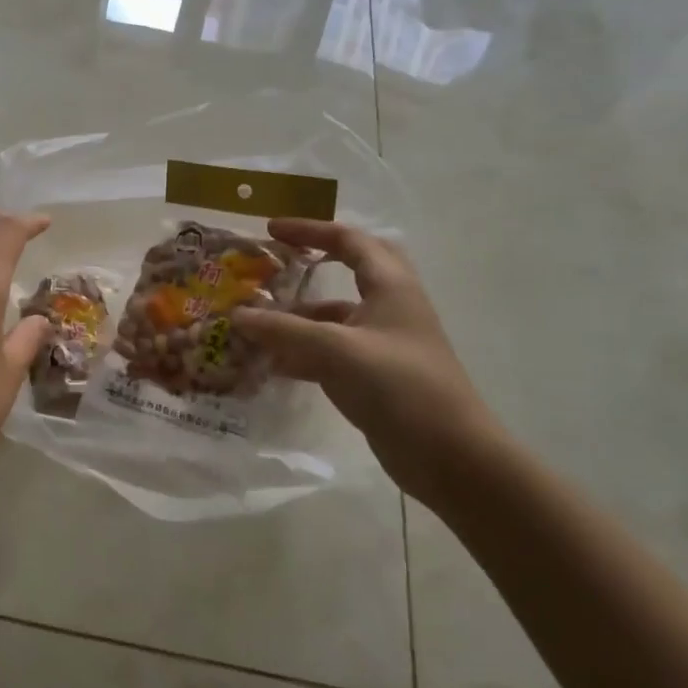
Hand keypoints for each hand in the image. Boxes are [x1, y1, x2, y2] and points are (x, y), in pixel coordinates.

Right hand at [232, 219, 501, 504]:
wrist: (450, 457)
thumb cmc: (398, 387)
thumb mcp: (335, 350)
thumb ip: (283, 330)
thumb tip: (237, 315)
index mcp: (391, 287)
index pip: (349, 241)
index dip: (310, 230)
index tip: (271, 230)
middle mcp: (390, 308)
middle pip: (354, 270)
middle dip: (315, 262)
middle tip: (279, 264)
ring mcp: (385, 344)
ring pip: (336, 318)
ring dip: (300, 318)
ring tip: (257, 326)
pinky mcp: (377, 377)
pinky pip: (333, 352)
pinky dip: (303, 353)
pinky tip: (273, 365)